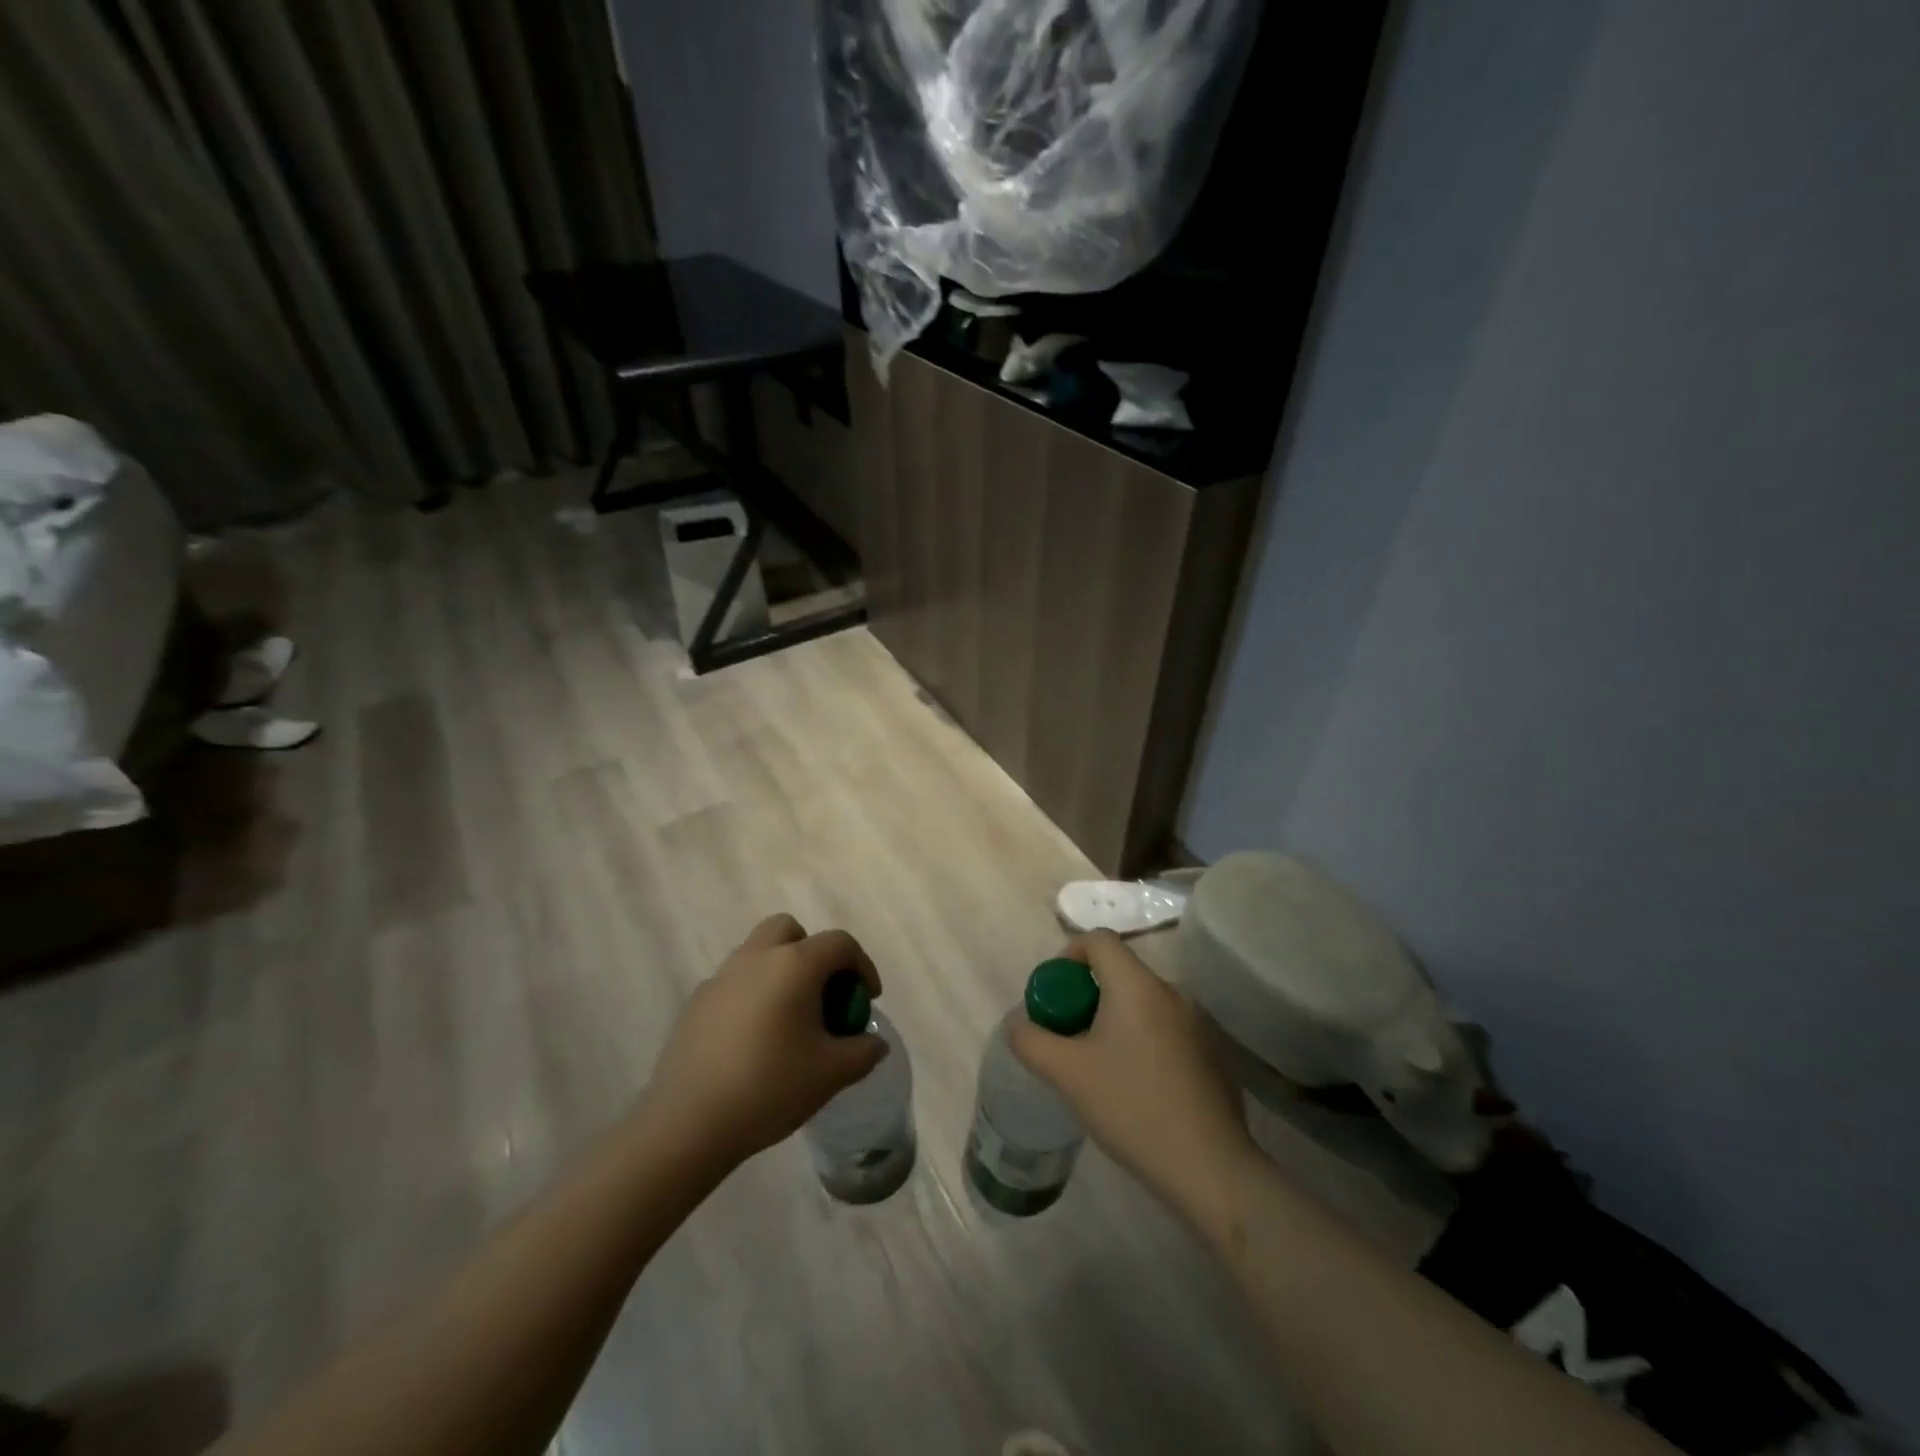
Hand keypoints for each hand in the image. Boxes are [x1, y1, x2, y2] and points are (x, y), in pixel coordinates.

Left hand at [642, 914, 886, 1171]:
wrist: (687, 1123)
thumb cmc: (769, 1087)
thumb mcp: (831, 1074)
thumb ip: (862, 1052)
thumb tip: (875, 1043)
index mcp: (794, 965)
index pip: (839, 943)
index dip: (862, 965)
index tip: (867, 999)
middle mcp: (756, 958)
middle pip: (790, 931)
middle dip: (813, 953)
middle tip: (822, 994)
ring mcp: (721, 977)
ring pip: (758, 953)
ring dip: (781, 972)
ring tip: (789, 1020)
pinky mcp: (696, 1002)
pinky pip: (735, 983)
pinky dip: (753, 995)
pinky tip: (753, 1041)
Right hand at [1008, 931, 1255, 1220]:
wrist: (1210, 1168)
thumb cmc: (1132, 1109)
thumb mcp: (1067, 1075)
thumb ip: (1031, 1041)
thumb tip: (1018, 1023)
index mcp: (1136, 985)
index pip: (1098, 940)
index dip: (1068, 955)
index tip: (1055, 994)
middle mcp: (1171, 991)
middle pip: (1119, 971)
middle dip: (1087, 995)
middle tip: (1069, 1036)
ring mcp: (1197, 1021)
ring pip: (1142, 1002)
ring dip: (1114, 1019)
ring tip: (1100, 1066)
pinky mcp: (1212, 1051)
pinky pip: (1165, 1026)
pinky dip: (1142, 1039)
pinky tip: (1137, 1087)